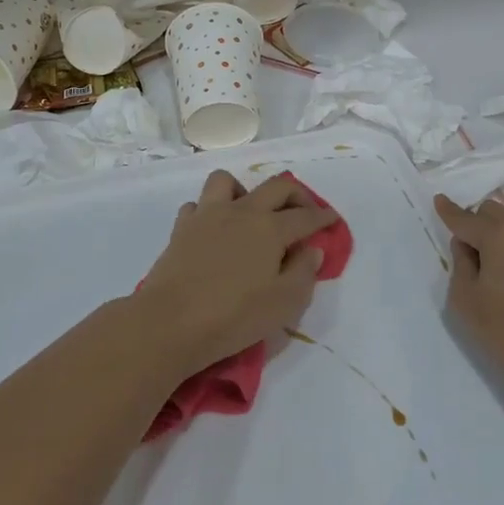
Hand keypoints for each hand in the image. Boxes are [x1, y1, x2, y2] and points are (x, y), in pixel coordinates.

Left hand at [132, 171, 337, 374]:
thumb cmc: (233, 316)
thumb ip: (304, 273)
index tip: (333, 219)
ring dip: (245, 191)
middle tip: (304, 210)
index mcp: (270, 229)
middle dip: (297, 194)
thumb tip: (312, 250)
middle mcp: (242, 212)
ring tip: (250, 213)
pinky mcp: (182, 228)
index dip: (323, 217)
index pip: (305, 216)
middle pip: (275, 187)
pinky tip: (214, 231)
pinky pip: (198, 205)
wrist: (169, 323)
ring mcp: (207, 216)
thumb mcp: (284, 304)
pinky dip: (209, 212)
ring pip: (228, 181)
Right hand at [435, 194, 503, 397]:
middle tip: (467, 250)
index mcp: (498, 236)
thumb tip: (466, 246)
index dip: (449, 210)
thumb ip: (461, 264)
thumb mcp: (466, 298)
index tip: (439, 199)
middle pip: (495, 213)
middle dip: (477, 222)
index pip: (466, 218)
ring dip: (499, 239)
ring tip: (492, 271)